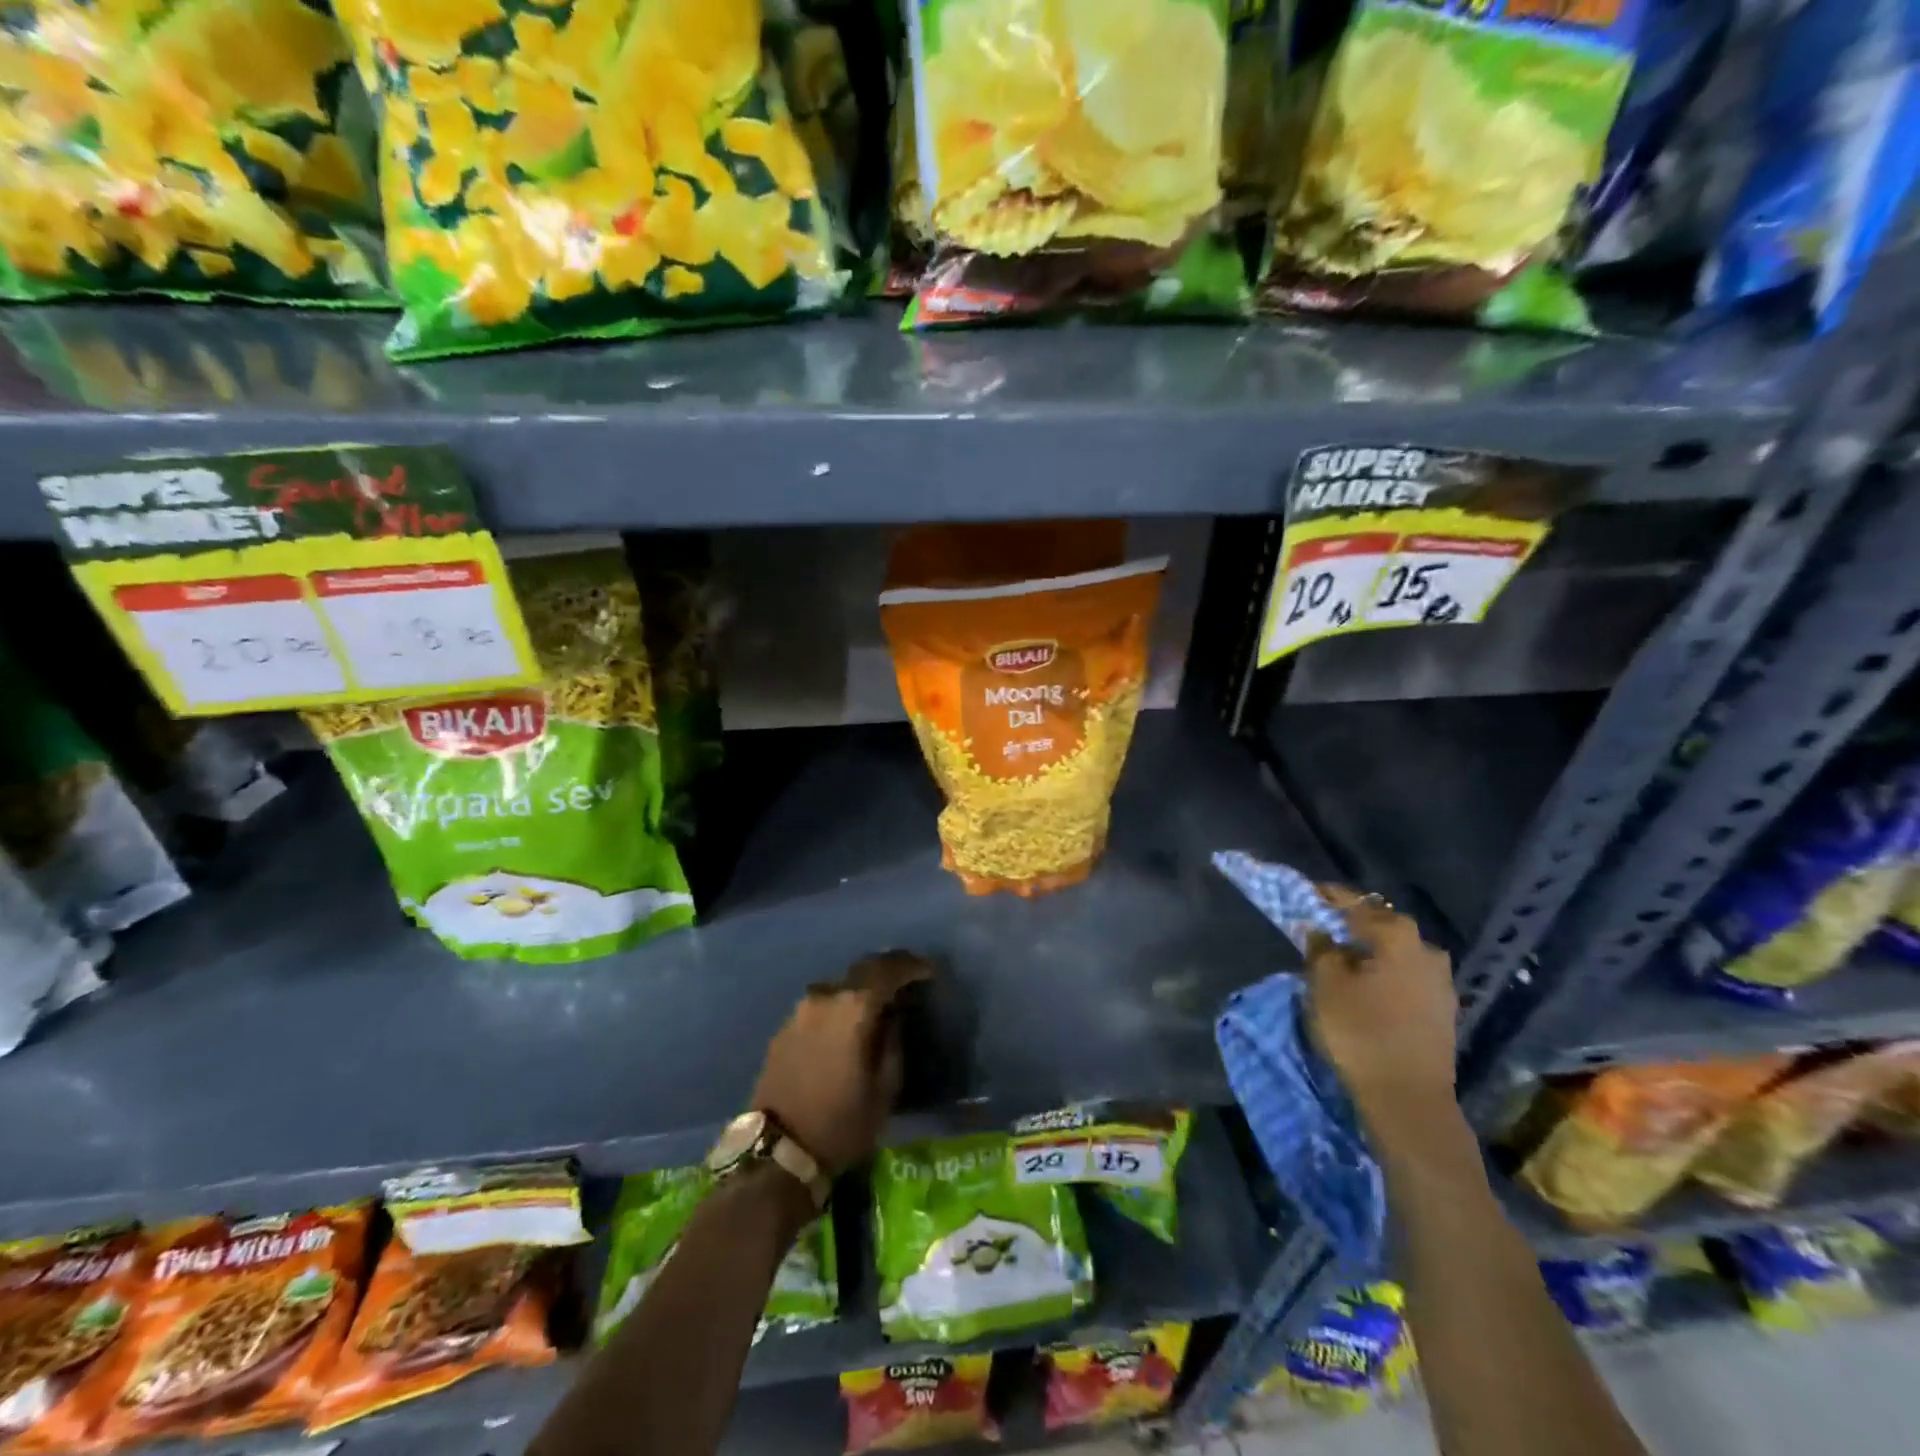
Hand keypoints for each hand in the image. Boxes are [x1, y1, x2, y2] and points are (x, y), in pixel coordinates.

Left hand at [751, 951, 932, 1175]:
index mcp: (853, 1007)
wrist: (777, 1154)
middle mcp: (824, 997)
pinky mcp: (784, 1027)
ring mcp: (799, 1010)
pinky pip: (821, 1005)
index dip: (912, 965)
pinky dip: (840, 1006)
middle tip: (908, 978)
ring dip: (861, 989)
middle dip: (888, 970)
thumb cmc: (841, 1124)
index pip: (888, 969)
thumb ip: (893, 1042)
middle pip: (862, 970)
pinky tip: (848, 1023)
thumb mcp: (885, 1089)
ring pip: (839, 986)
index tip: (929, 970)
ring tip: (879, 1003)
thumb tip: (895, 1015)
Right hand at [1305, 885, 1457, 1128]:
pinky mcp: (1444, 1010)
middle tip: (1323, 928)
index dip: (1329, 897)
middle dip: (1352, 924)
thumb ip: (1320, 948)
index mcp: (1398, 936)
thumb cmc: (1360, 1032)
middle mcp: (1427, 950)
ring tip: (1344, 959)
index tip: (1307, 894)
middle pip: (1383, 925)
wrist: (1409, 1100)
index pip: (1356, 903)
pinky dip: (1386, 972)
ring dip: (1371, 950)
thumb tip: (1321, 930)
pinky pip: (1408, 976)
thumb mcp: (1325, 985)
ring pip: (1398, 952)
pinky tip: (1369, 985)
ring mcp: (1441, 982)